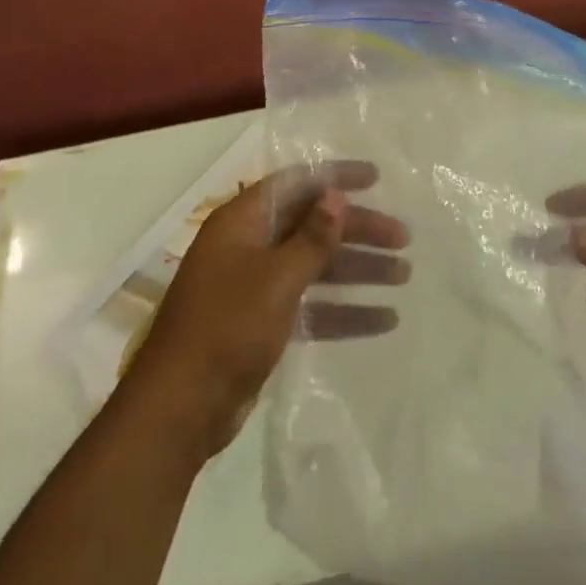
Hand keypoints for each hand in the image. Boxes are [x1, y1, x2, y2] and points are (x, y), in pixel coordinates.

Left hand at [129, 161, 408, 459]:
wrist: (181, 407)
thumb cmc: (228, 326)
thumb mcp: (276, 277)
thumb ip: (312, 237)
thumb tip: (336, 195)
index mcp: (243, 221)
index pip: (296, 184)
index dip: (335, 177)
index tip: (376, 179)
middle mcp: (250, 245)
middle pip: (312, 225)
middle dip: (357, 230)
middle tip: (403, 238)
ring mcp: (256, 286)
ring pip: (315, 267)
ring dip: (357, 270)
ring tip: (404, 275)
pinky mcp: (263, 324)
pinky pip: (310, 306)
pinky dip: (343, 311)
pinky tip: (384, 319)